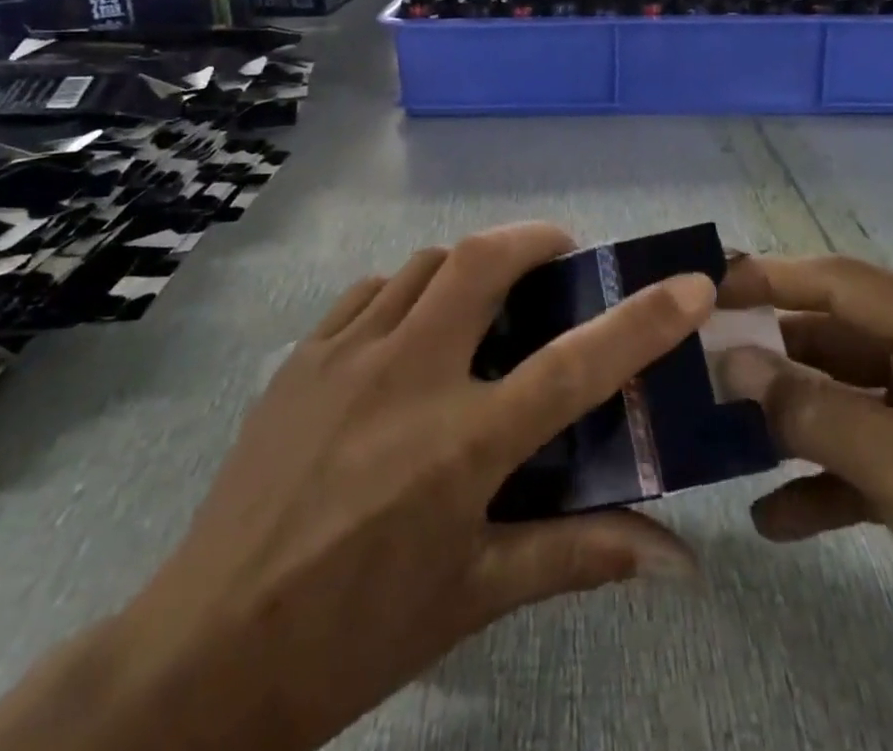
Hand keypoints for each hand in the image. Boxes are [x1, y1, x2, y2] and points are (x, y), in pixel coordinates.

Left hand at [51, 226, 711, 750]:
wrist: (203, 654)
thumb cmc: (354, 633)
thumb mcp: (474, 596)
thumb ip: (577, 556)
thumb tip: (678, 559)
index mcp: (461, 445)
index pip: (575, 364)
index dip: (643, 319)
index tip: (689, 283)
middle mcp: (408, 377)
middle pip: (483, 262)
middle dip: (536, 239)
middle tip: (561, 256)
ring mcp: (347, 356)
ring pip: (425, 265)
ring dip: (472, 262)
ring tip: (491, 292)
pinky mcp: (302, 358)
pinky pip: (370, 293)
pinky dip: (408, 290)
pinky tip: (412, 327)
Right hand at [715, 254, 892, 750]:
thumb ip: (812, 413)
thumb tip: (729, 360)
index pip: (837, 282)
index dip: (766, 278)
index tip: (699, 287)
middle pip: (838, 341)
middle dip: (769, 357)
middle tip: (694, 371)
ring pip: (850, 403)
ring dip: (792, 424)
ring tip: (718, 440)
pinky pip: (875, 463)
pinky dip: (828, 483)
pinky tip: (775, 518)